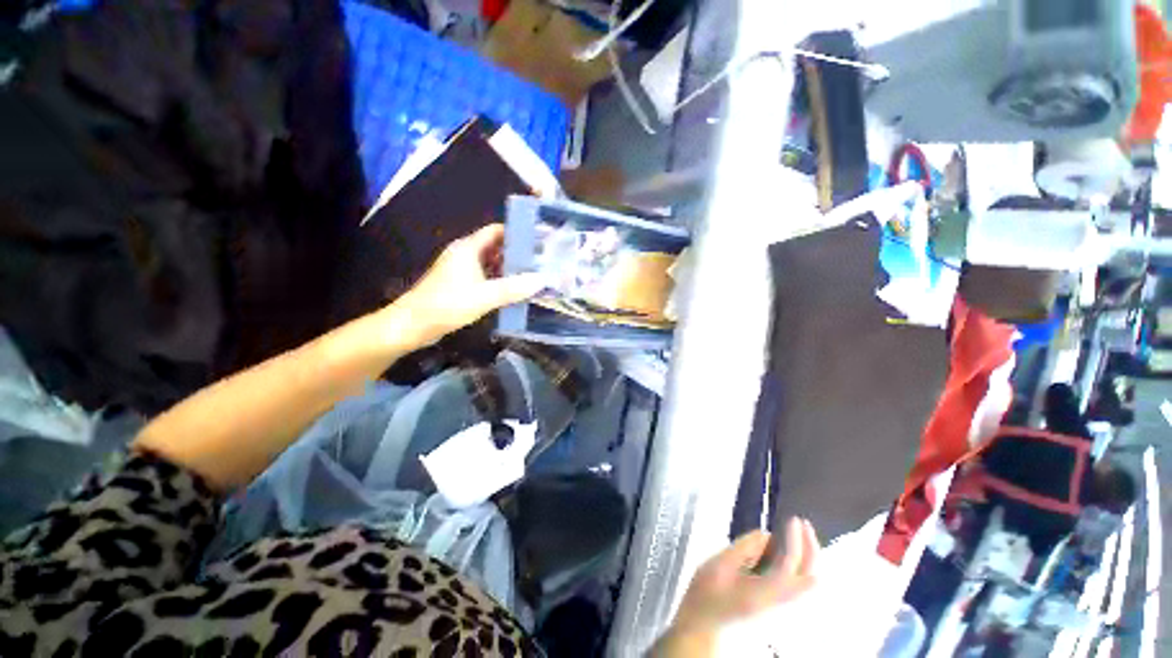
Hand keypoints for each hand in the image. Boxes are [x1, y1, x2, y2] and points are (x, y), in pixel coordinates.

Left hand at [389, 224, 543, 347]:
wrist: (413, 324)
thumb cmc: (448, 304)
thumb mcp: (486, 296)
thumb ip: (514, 288)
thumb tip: (542, 279)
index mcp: (468, 248)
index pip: (496, 231)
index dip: (517, 233)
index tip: (537, 241)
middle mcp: (464, 254)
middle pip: (495, 247)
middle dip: (516, 254)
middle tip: (539, 263)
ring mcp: (460, 270)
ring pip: (490, 263)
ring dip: (508, 269)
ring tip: (531, 277)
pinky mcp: (459, 284)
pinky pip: (484, 277)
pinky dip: (498, 281)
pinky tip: (512, 292)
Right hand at [655, 518, 819, 655]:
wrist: (703, 628)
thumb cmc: (707, 595)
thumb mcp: (719, 564)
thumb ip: (745, 547)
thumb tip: (766, 534)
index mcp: (766, 592)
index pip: (791, 564)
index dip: (795, 539)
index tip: (792, 520)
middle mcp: (781, 605)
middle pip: (811, 578)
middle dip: (812, 549)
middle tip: (803, 525)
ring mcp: (783, 610)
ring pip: (810, 586)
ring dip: (810, 559)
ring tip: (800, 537)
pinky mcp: (779, 610)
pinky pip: (801, 589)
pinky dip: (803, 569)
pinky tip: (790, 556)